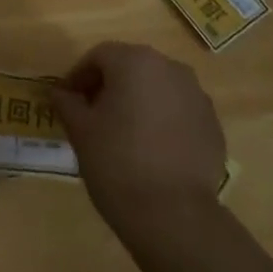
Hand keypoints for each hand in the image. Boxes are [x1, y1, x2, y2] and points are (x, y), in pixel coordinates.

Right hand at [53, 42, 225, 241]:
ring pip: (158, 88)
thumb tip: (59, 92)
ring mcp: (197, 96)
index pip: (99, 56)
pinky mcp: (213, 125)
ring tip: (123, 133)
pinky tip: (151, 150)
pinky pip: (179, 112)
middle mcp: (170, 68)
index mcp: (135, 61)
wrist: (173, 215)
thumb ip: (67, 103)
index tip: (67, 100)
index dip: (79, 75)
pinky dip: (163, 121)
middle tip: (92, 114)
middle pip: (132, 67)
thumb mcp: (80, 130)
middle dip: (110, 85)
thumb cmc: (116, 161)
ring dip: (138, 101)